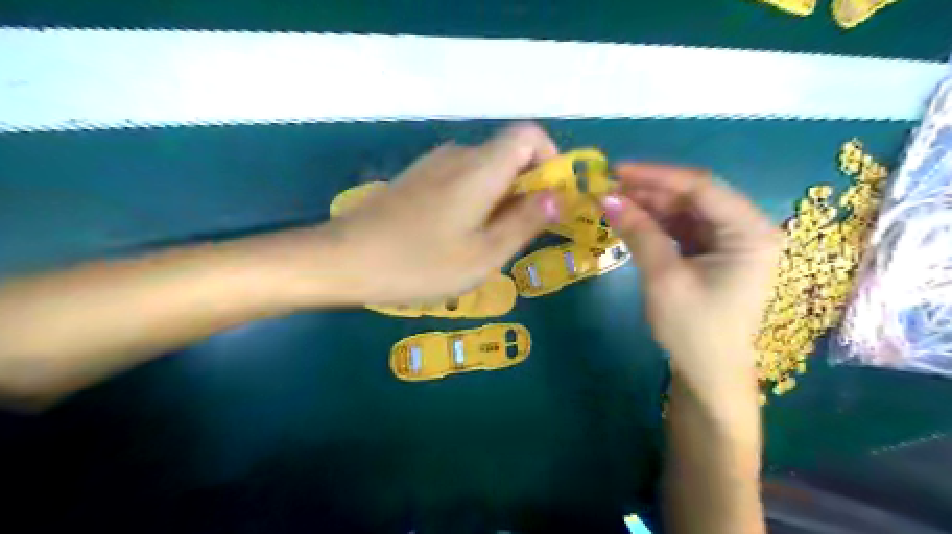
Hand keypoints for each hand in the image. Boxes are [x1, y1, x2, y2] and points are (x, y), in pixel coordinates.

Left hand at [324, 121, 558, 303]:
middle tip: (521, 236)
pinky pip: (461, 180)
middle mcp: (459, 155)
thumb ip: (526, 221)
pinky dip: (476, 201)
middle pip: (509, 155)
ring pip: (485, 171)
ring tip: (489, 243)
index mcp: (481, 167)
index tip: (552, 199)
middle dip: (527, 189)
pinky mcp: (416, 180)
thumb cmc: (420, 263)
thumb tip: (558, 196)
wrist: (344, 260)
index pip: (529, 135)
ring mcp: (432, 165)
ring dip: (501, 199)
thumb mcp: (484, 254)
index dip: (550, 159)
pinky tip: (458, 237)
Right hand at [602, 165, 780, 393]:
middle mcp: (746, 230)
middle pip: (694, 197)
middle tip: (608, 188)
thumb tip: (606, 198)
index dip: (657, 175)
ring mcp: (730, 242)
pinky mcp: (713, 255)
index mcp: (749, 232)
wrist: (709, 374)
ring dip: (650, 207)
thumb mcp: (663, 278)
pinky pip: (682, 229)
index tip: (617, 170)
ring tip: (612, 203)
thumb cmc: (694, 329)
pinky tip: (630, 221)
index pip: (702, 187)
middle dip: (650, 191)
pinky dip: (655, 225)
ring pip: (685, 211)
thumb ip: (639, 233)